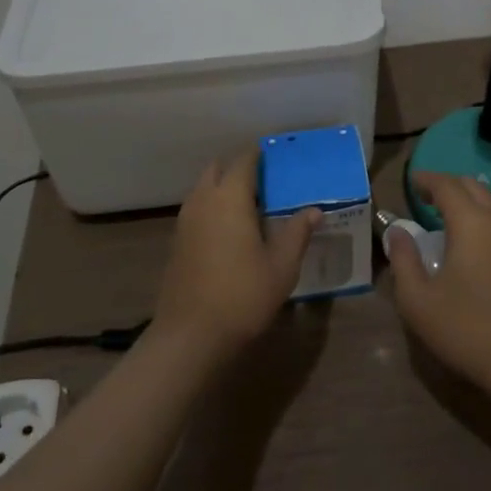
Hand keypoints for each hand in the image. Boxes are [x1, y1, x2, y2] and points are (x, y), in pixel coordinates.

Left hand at [154, 149, 318, 357]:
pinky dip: (212, 208)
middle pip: (218, 169)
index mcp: (230, 197)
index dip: (260, 154)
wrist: (190, 336)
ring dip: (222, 187)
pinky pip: (196, 209)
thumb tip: (314, 209)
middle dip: (238, 168)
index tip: (277, 156)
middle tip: (265, 181)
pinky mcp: (176, 243)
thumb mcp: (282, 266)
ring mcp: (185, 222)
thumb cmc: (242, 295)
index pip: (244, 160)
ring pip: (203, 189)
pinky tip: (230, 230)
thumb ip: (297, 232)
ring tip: (250, 205)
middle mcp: (204, 201)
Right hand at [385, 171, 490, 385]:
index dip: (426, 180)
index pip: (446, 186)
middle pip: (472, 186)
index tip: (410, 182)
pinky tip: (471, 234)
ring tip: (446, 211)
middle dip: (447, 184)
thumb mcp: (418, 299)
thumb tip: (397, 232)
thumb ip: (403, 260)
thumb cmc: (464, 327)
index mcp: (470, 222)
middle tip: (424, 196)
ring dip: (468, 196)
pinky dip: (483, 212)